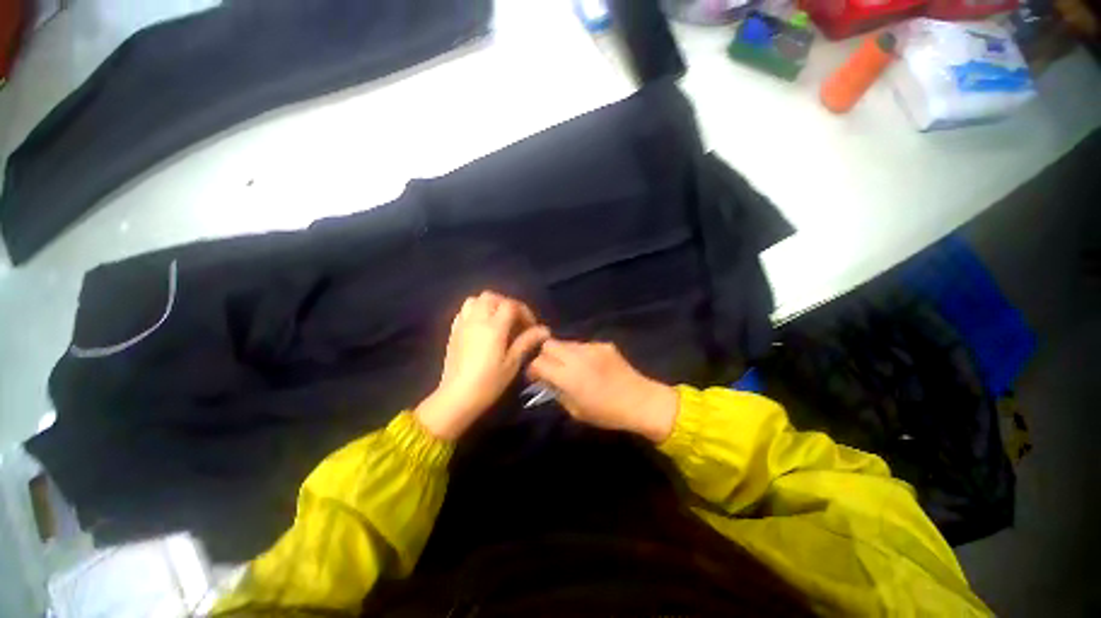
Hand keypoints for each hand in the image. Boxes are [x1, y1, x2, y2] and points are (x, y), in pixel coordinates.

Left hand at [415, 291, 549, 439]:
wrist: (457, 396)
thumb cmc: (489, 382)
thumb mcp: (512, 363)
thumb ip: (527, 342)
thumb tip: (544, 330)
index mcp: (494, 327)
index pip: (511, 305)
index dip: (524, 312)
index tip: (530, 326)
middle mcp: (477, 320)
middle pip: (492, 297)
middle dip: (506, 303)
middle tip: (515, 319)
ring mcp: (463, 324)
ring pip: (475, 300)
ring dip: (489, 304)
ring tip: (498, 320)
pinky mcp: (453, 332)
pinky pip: (464, 311)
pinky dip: (475, 311)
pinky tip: (481, 326)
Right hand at [527, 339, 678, 442]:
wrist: (641, 401)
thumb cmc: (607, 413)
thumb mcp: (575, 410)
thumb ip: (557, 392)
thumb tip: (546, 380)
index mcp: (569, 377)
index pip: (539, 362)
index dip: (533, 369)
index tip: (536, 377)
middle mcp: (578, 357)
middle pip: (549, 344)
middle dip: (545, 355)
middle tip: (552, 369)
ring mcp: (592, 347)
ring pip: (566, 342)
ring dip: (562, 353)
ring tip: (572, 367)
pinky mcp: (603, 344)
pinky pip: (583, 345)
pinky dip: (580, 353)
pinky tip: (591, 366)